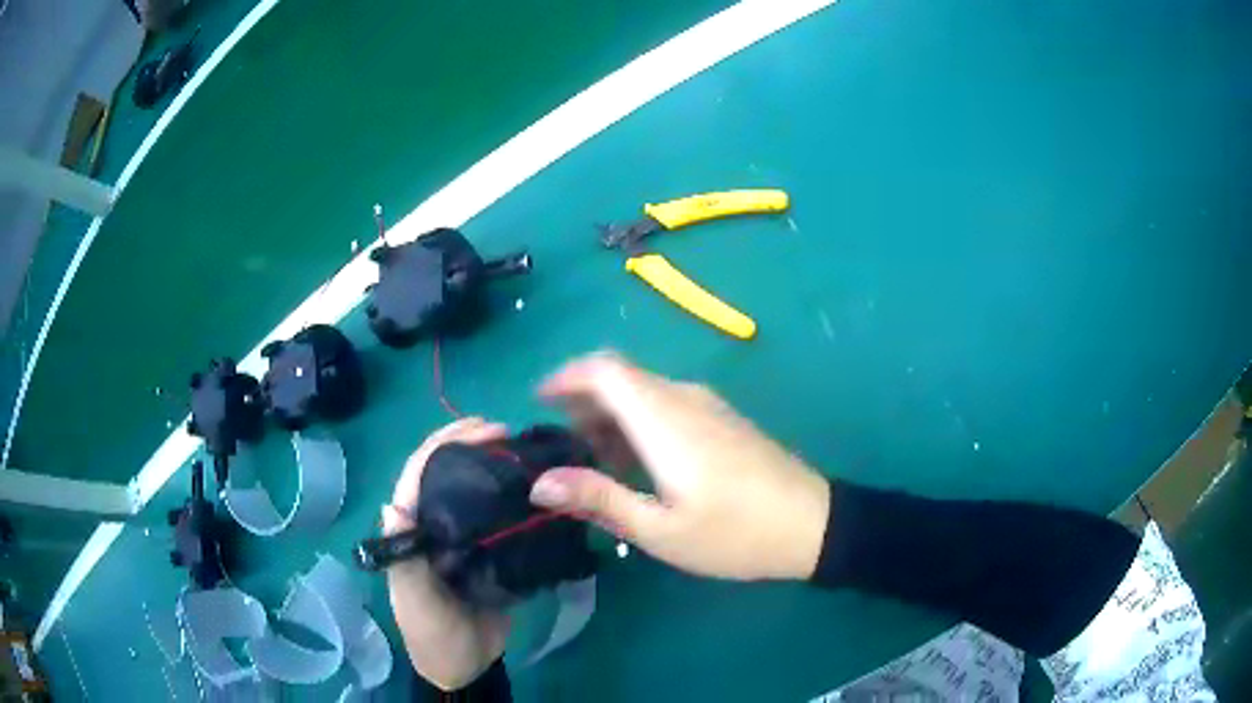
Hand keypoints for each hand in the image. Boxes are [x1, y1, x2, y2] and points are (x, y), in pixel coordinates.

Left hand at [385, 417, 509, 690]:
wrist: (464, 663)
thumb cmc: (430, 629)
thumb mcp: (413, 597)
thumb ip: (403, 556)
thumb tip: (390, 504)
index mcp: (411, 528)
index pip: (420, 473)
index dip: (445, 443)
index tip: (482, 428)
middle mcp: (436, 525)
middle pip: (450, 474)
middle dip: (473, 445)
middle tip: (509, 433)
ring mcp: (464, 538)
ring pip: (476, 492)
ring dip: (496, 468)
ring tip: (526, 453)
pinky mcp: (490, 555)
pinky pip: (501, 520)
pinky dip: (517, 500)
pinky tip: (539, 490)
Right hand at [530, 353, 830, 581]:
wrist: (813, 524)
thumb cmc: (734, 533)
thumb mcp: (660, 528)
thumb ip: (598, 498)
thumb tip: (539, 482)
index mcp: (664, 418)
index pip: (604, 369)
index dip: (565, 377)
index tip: (537, 402)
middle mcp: (684, 398)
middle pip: (621, 377)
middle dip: (582, 401)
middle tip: (559, 444)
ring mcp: (708, 405)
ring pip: (644, 391)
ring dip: (610, 414)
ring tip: (591, 460)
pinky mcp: (722, 418)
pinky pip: (666, 404)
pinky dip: (637, 421)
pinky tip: (636, 463)